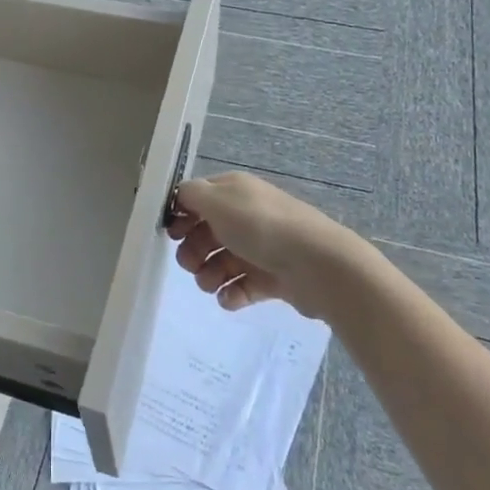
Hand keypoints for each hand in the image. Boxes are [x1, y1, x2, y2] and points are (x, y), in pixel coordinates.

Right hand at [166, 171, 377, 319]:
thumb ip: (190, 195)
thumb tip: (178, 198)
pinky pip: (242, 286)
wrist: (317, 265)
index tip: (172, 234)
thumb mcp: (218, 200)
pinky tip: (230, 298)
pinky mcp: (272, 278)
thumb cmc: (261, 227)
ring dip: (208, 275)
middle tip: (192, 264)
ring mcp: (260, 247)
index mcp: (234, 191)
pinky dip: (231, 293)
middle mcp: (246, 215)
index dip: (181, 216)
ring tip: (212, 285)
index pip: (197, 198)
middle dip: (193, 251)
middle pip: (206, 233)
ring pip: (221, 261)